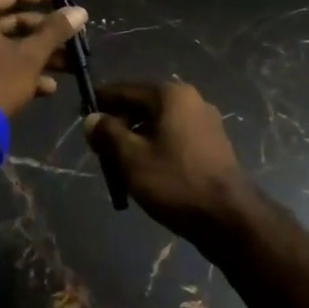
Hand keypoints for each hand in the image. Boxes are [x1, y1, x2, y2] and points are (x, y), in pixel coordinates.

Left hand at [0, 0, 86, 117]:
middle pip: (11, 19)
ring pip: (6, 43)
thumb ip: (55, 31)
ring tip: (69, 66)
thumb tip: (80, 11)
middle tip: (72, 37)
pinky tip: (47, 88)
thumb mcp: (30, 56)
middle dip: (45, 33)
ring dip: (38, 54)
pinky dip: (18, 69)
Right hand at [84, 82, 257, 247]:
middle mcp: (190, 100)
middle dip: (118, 124)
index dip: (100, 102)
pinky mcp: (212, 144)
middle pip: (142, 105)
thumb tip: (92, 118)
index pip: (124, 90)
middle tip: (99, 148)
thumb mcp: (131, 158)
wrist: (228, 217)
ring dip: (136, 138)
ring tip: (118, 163)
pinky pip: (174, 137)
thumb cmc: (175, 181)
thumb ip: (107, 133)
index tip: (80, 115)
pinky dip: (156, 147)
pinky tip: (145, 170)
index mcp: (170, 95)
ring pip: (158, 123)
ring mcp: (205, 122)